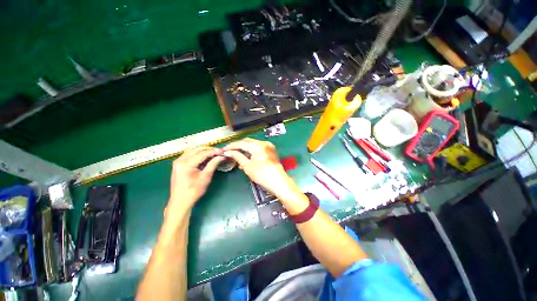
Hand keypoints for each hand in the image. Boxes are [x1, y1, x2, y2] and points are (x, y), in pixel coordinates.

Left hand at [168, 146, 224, 211]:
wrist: (180, 202)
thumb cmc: (194, 191)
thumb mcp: (206, 177)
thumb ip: (213, 164)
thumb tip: (221, 156)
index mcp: (186, 163)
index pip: (203, 153)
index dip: (214, 151)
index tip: (223, 152)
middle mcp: (180, 159)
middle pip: (197, 149)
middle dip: (209, 150)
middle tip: (219, 152)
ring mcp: (178, 161)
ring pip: (193, 150)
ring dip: (204, 151)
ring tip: (214, 154)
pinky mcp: (178, 164)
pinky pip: (189, 154)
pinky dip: (198, 154)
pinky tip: (205, 157)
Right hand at [223, 138, 300, 199]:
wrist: (278, 181)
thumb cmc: (262, 175)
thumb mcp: (247, 166)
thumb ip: (237, 156)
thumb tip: (228, 152)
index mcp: (258, 146)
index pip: (242, 143)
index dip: (232, 146)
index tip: (224, 149)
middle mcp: (264, 143)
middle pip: (248, 142)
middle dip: (238, 146)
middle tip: (229, 151)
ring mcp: (268, 146)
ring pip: (253, 144)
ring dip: (245, 149)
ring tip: (237, 155)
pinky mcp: (270, 150)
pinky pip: (258, 148)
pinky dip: (251, 151)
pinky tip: (246, 157)